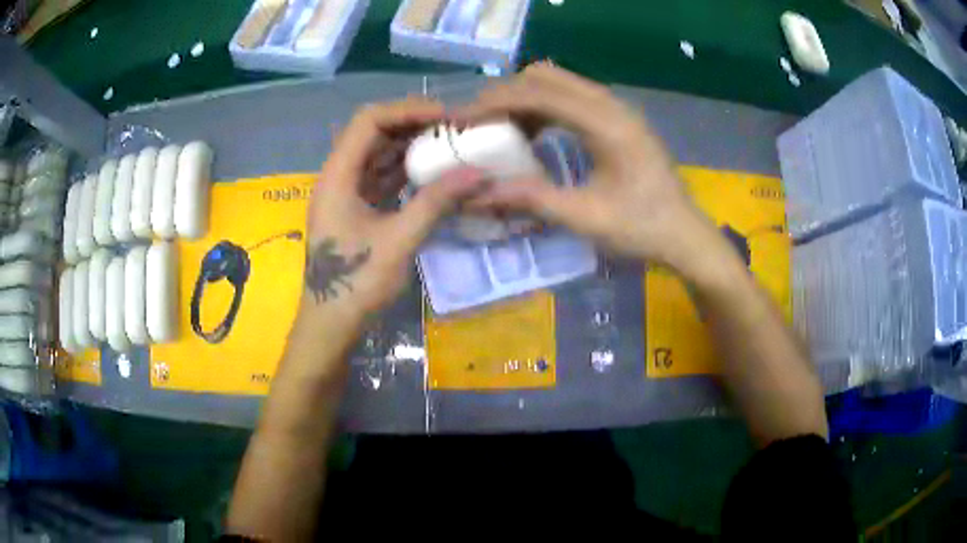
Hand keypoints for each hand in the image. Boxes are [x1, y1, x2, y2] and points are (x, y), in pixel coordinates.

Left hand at [301, 98, 487, 321]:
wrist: (332, 323)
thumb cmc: (356, 284)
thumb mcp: (399, 241)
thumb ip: (436, 202)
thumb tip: (478, 172)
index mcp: (337, 176)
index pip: (369, 121)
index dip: (407, 110)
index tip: (445, 116)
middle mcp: (337, 176)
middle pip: (372, 133)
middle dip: (412, 124)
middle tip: (452, 127)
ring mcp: (345, 193)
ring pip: (376, 154)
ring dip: (409, 146)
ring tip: (447, 144)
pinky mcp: (354, 208)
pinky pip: (379, 176)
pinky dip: (404, 170)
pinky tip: (431, 171)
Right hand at [459, 63, 722, 272]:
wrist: (684, 234)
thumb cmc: (642, 228)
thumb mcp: (586, 218)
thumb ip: (532, 199)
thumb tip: (478, 194)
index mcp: (607, 123)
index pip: (540, 93)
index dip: (496, 102)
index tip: (463, 119)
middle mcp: (611, 105)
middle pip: (546, 76)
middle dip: (507, 94)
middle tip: (480, 123)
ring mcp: (616, 109)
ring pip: (559, 83)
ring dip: (525, 98)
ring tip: (501, 128)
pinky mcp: (618, 119)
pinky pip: (572, 97)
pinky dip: (544, 107)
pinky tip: (533, 133)